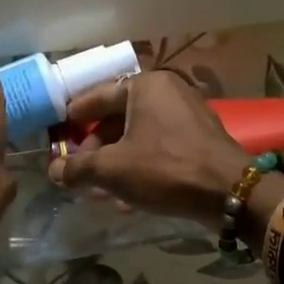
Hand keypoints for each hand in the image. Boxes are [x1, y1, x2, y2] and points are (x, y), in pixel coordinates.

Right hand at [46, 72, 252, 226]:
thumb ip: (78, 168)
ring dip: (116, 161)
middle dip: (95, 147)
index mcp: (145, 86)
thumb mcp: (112, 169)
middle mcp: (167, 92)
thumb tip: (54, 170)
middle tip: (78, 170)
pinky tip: (126, 198)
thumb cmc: (165, 168)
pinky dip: (140, 166)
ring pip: (139, 136)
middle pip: (118, 117)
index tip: (56, 131)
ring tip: (97, 190)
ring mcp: (187, 115)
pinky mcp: (199, 140)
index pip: (97, 95)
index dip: (74, 116)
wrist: (229, 192)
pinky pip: (159, 148)